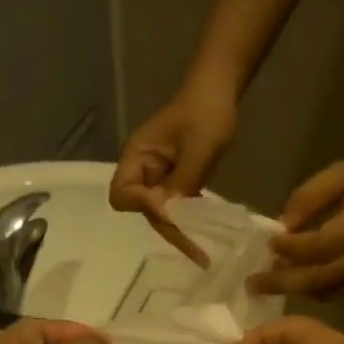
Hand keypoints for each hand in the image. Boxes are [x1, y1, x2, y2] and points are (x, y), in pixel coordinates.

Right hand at [109, 77, 238, 266]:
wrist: (220, 90)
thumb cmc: (207, 112)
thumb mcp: (199, 148)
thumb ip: (181, 182)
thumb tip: (167, 216)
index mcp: (138, 157)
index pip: (123, 194)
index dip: (143, 206)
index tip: (171, 211)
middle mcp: (142, 171)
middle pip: (143, 210)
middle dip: (168, 230)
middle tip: (197, 254)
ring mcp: (158, 178)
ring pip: (160, 213)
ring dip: (179, 231)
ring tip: (203, 254)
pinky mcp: (173, 182)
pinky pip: (174, 207)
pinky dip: (187, 222)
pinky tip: (204, 236)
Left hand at [251, 147, 343, 298]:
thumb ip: (312, 195)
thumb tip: (282, 225)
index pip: (322, 244)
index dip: (292, 249)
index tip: (270, 244)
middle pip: (323, 277)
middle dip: (285, 283)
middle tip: (254, 284)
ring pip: (332, 290)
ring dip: (299, 289)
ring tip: (271, 284)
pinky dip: (318, 289)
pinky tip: (300, 282)